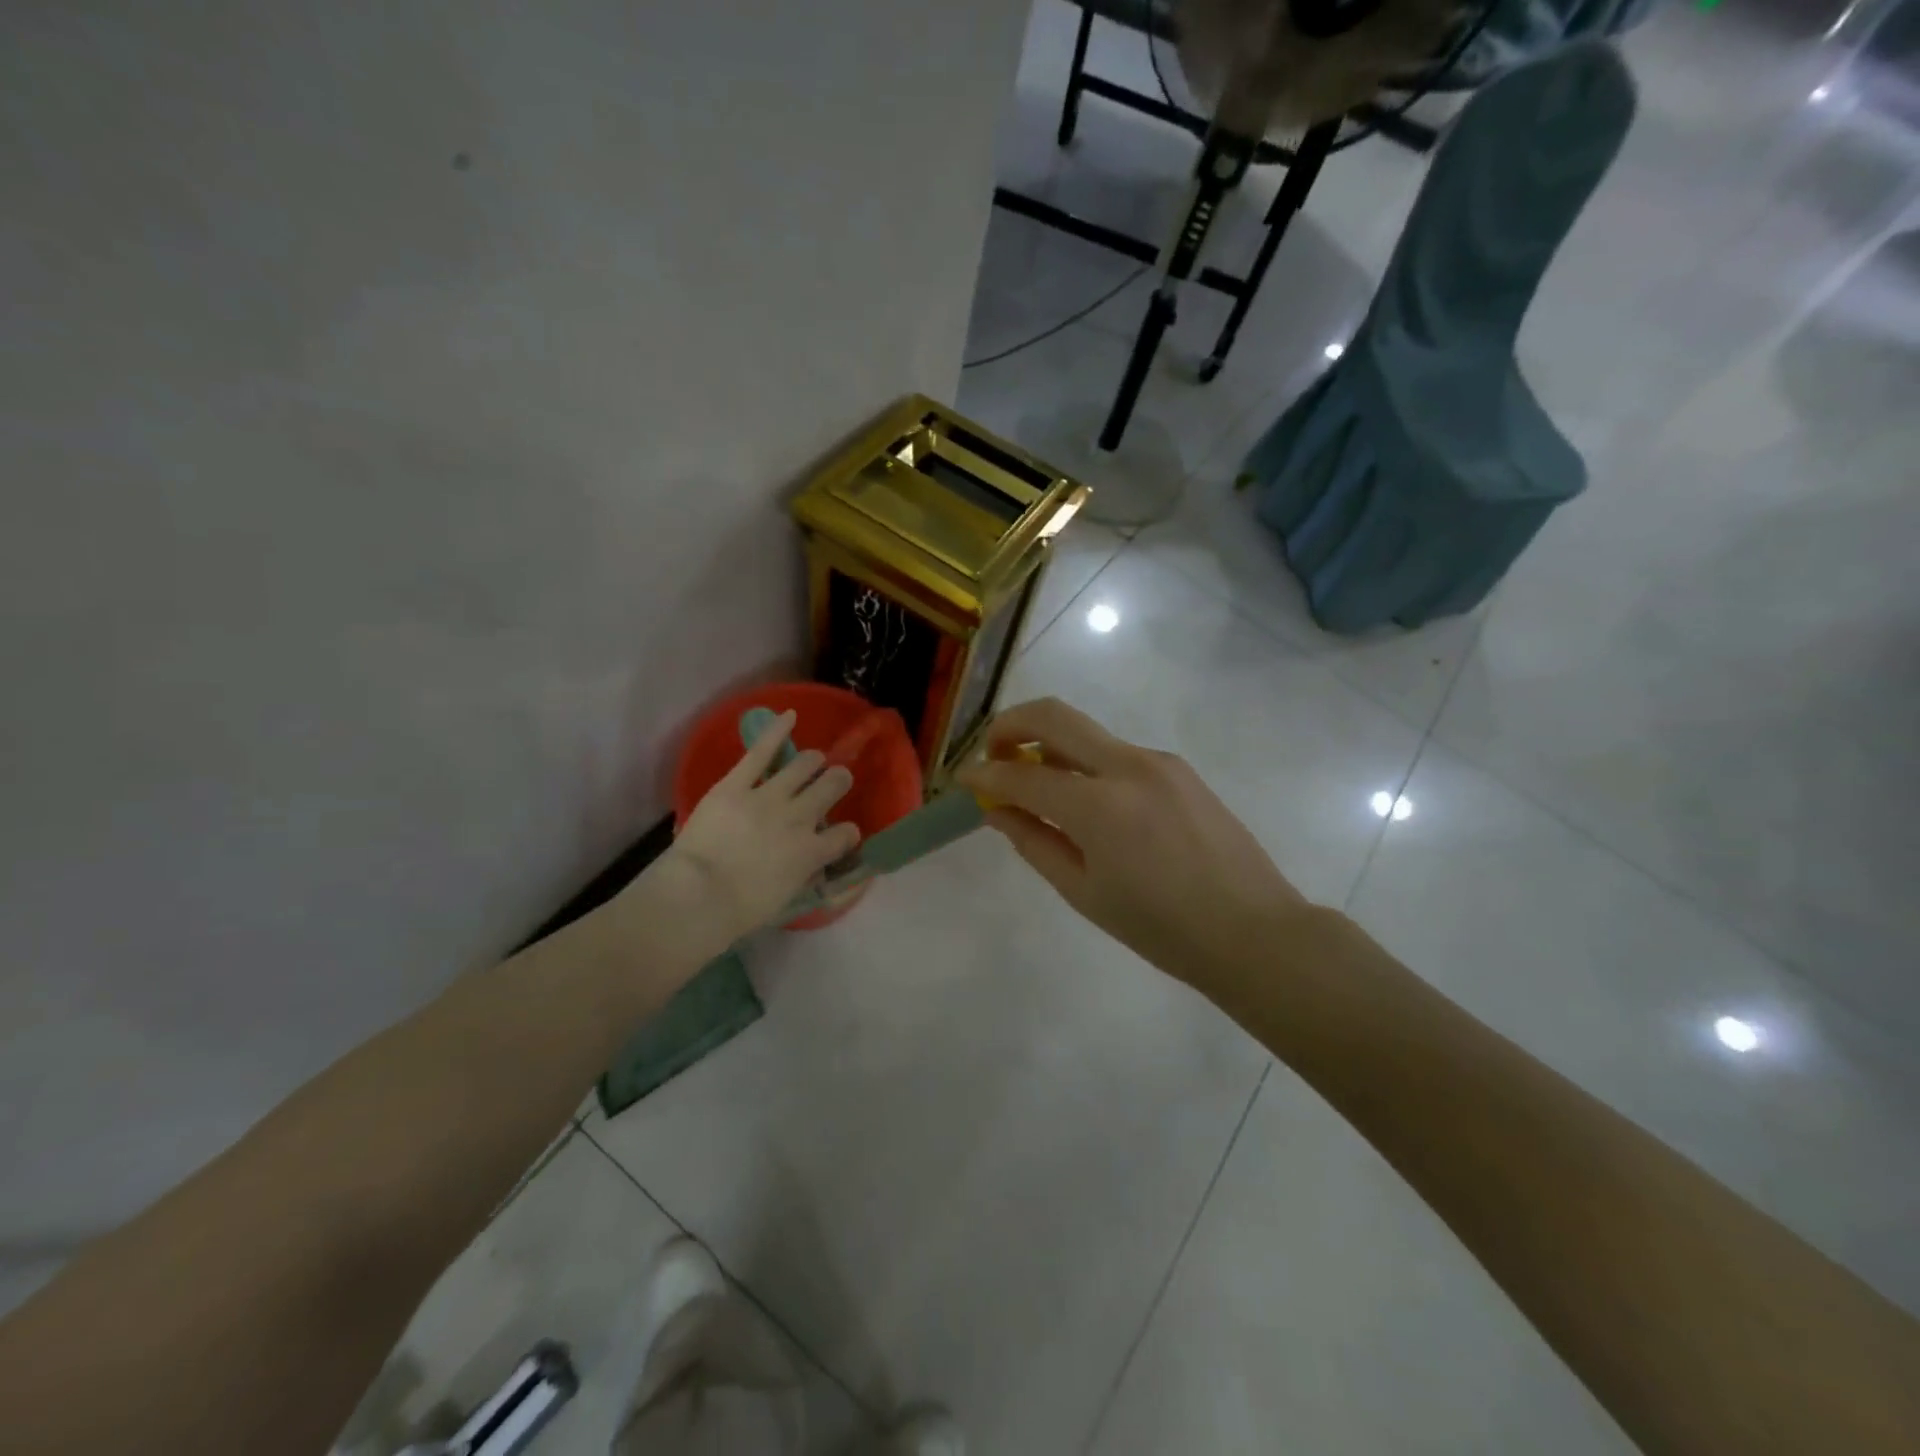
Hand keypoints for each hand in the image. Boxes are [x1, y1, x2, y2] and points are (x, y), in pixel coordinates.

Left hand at [658, 710, 859, 948]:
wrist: (699, 897)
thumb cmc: (739, 911)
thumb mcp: (784, 898)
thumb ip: (802, 875)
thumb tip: (809, 866)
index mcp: (813, 852)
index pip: (846, 835)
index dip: (847, 834)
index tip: (843, 835)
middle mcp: (800, 817)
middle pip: (832, 786)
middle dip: (837, 781)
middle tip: (834, 781)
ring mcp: (769, 797)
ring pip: (805, 765)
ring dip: (813, 762)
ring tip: (813, 761)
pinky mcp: (737, 784)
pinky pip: (762, 751)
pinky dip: (777, 730)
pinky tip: (790, 715)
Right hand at [956, 698, 1304, 989]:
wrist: (1252, 931)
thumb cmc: (1161, 929)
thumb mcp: (1084, 892)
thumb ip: (1034, 842)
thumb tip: (997, 809)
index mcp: (1100, 806)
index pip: (1023, 773)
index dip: (984, 774)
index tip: (963, 779)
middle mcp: (1128, 765)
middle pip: (1053, 715)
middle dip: (1010, 724)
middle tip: (993, 754)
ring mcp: (1158, 760)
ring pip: (1086, 733)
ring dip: (1049, 745)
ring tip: (1038, 786)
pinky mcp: (1178, 767)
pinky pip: (1116, 753)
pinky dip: (1085, 764)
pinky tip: (1088, 803)